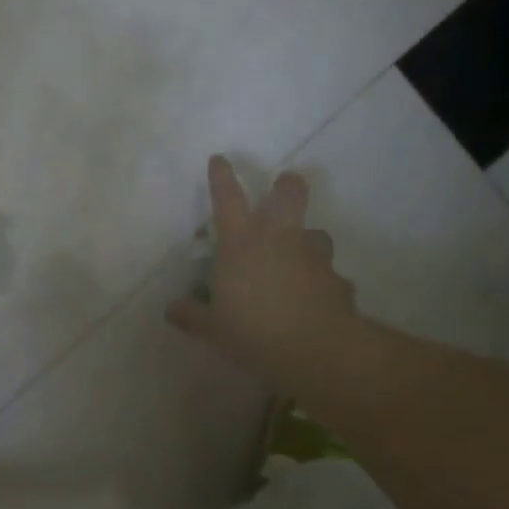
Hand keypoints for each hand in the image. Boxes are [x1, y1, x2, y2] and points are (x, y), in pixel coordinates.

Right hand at [167, 156, 359, 381]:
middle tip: (284, 186)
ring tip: (298, 260)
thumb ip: (191, 315)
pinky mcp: (338, 280)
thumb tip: (171, 309)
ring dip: (307, 241)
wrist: (316, 349)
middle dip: (287, 186)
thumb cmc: (251, 331)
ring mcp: (313, 257)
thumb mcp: (212, 328)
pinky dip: (321, 283)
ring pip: (316, 234)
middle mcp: (279, 240)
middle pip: (289, 195)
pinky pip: (328, 275)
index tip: (220, 158)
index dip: (222, 177)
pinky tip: (314, 301)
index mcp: (240, 244)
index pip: (227, 199)